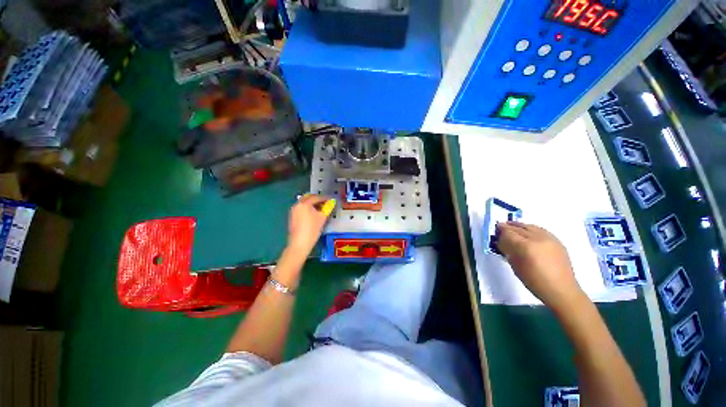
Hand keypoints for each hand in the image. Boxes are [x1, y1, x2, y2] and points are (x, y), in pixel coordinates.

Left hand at [286, 195, 334, 255]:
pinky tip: (313, 214)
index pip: (316, 197)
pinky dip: (307, 208)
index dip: (325, 198)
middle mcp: (297, 205)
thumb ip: (327, 208)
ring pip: (304, 203)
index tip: (331, 200)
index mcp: (304, 204)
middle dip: (317, 199)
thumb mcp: (322, 218)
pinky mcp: (292, 217)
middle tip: (325, 202)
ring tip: (320, 208)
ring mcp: (293, 211)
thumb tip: (332, 202)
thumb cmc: (312, 230)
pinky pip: (301, 208)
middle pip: (308, 198)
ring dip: (312, 203)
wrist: (299, 244)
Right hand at [496, 222, 586, 312]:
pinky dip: (531, 229)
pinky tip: (527, 231)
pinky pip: (541, 230)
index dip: (501, 231)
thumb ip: (509, 251)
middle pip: (519, 228)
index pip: (509, 233)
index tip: (496, 230)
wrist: (561, 290)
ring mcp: (549, 239)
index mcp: (526, 247)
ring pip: (531, 226)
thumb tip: (503, 243)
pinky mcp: (557, 241)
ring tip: (513, 226)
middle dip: (509, 226)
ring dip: (520, 226)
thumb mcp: (515, 266)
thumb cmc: (534, 281)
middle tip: (501, 226)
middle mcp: (538, 239)